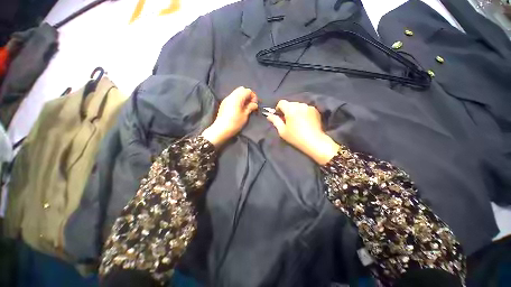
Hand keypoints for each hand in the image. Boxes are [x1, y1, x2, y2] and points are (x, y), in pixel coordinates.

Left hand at [202, 87, 257, 146]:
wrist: (221, 129)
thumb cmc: (235, 123)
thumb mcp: (245, 115)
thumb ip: (250, 107)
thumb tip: (255, 104)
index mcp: (237, 97)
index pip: (247, 90)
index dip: (253, 96)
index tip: (255, 105)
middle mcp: (231, 96)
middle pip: (241, 90)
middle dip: (248, 96)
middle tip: (251, 105)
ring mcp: (226, 99)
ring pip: (237, 93)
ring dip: (243, 98)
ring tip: (245, 107)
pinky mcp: (224, 103)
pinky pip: (233, 98)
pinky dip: (238, 100)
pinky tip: (239, 109)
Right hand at [264, 100, 339, 164]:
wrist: (314, 142)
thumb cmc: (295, 137)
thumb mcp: (282, 131)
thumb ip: (275, 121)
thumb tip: (269, 115)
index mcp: (290, 109)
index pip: (281, 102)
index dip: (278, 108)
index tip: (279, 116)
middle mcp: (300, 105)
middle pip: (290, 103)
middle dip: (287, 110)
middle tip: (287, 120)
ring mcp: (309, 107)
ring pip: (298, 105)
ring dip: (295, 111)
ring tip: (296, 121)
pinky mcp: (315, 110)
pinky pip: (305, 108)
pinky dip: (303, 112)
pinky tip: (304, 121)